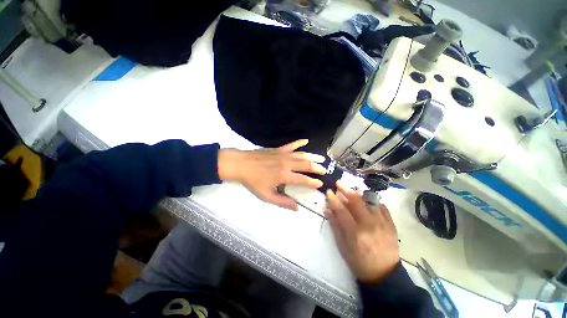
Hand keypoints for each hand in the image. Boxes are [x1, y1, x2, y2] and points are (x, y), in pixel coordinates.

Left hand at [218, 139, 326, 209]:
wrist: (242, 164)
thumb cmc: (254, 181)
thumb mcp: (267, 196)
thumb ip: (282, 202)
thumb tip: (297, 208)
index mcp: (285, 176)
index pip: (303, 179)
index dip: (313, 182)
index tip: (320, 184)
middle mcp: (287, 164)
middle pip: (306, 165)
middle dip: (317, 168)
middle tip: (324, 170)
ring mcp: (284, 155)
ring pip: (302, 155)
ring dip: (313, 156)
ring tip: (321, 158)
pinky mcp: (279, 149)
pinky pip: (292, 145)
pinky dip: (299, 142)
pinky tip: (306, 140)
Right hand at [326, 181, 399, 283]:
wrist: (384, 275)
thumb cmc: (359, 262)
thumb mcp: (342, 246)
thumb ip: (335, 225)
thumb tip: (327, 209)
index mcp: (355, 233)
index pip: (341, 210)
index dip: (333, 199)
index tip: (329, 191)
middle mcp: (369, 225)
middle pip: (356, 201)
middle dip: (346, 189)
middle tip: (339, 183)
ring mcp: (382, 223)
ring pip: (369, 201)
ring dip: (358, 194)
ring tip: (352, 192)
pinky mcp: (391, 224)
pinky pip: (382, 207)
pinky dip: (373, 201)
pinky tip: (367, 202)